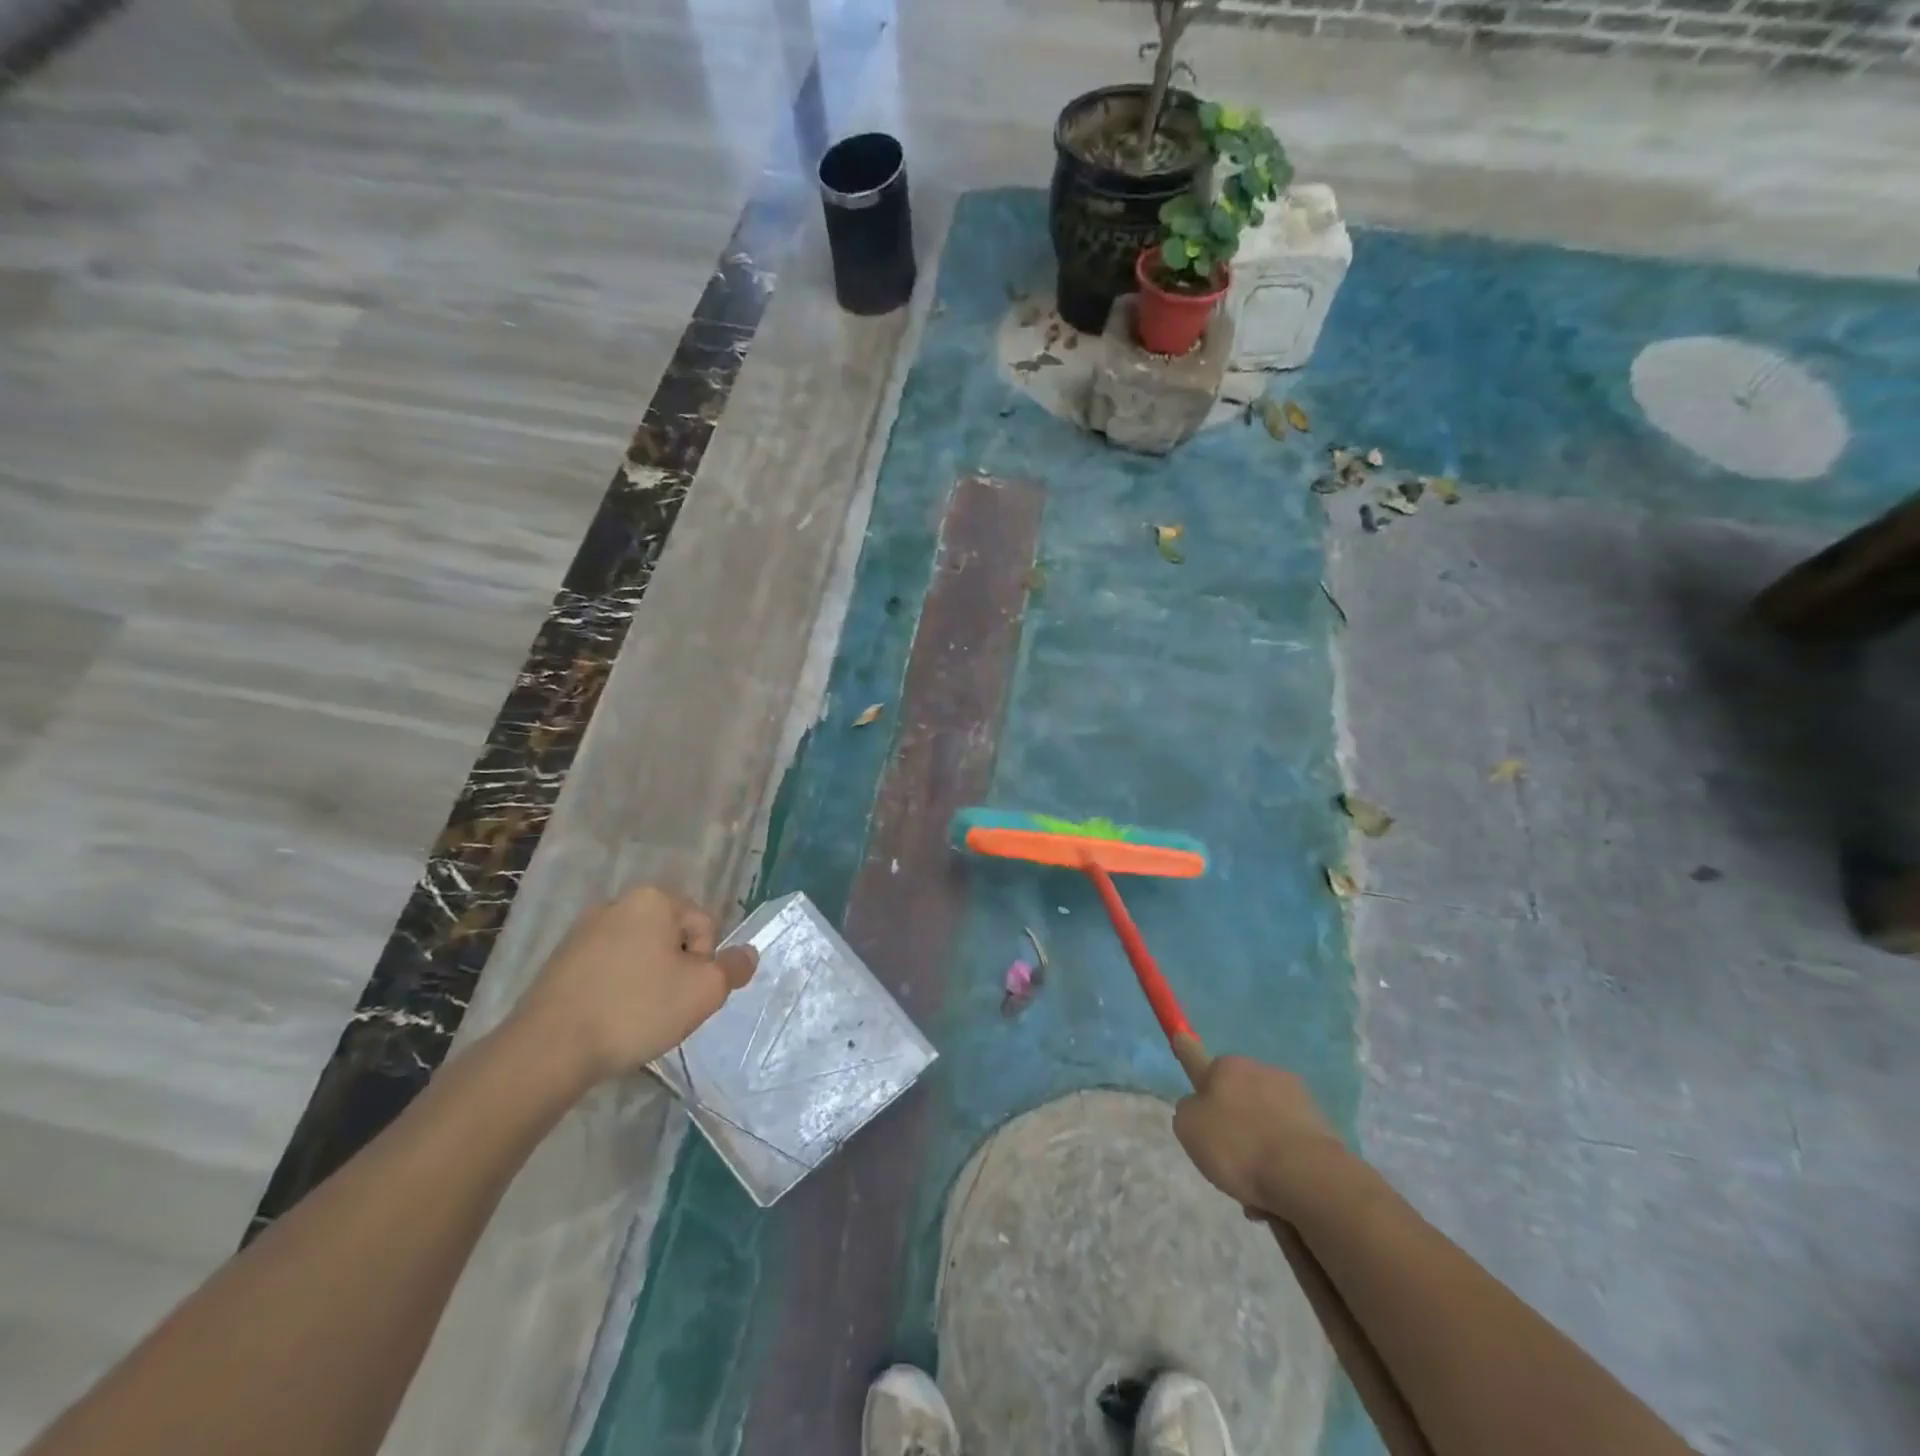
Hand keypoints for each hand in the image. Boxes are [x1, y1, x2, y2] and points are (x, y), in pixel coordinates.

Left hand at [509, 885, 756, 1087]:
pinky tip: (609, 1020)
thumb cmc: (636, 1009)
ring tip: (636, 1018)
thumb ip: (734, 968)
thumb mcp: (704, 991)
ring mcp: (582, 931)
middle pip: (670, 937)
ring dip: (647, 981)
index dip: (705, 964)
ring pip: (638, 955)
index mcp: (653, 898)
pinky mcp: (558, 962)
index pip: (704, 925)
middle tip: (667, 1008)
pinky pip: (607, 970)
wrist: (548, 1049)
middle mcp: (617, 903)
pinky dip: (616, 990)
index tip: (687, 995)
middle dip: (675, 970)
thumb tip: (748, 953)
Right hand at [1173, 1055, 1345, 1219]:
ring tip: (1255, 1189)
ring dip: (1259, 1147)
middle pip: (1237, 1096)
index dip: (1190, 1057)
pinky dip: (1283, 1162)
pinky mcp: (1321, 1125)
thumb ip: (1188, 1110)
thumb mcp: (1188, 1128)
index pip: (1198, 1055)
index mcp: (1227, 1066)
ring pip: (1265, 1121)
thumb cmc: (1237, 1146)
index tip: (1184, 1048)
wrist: (1305, 1176)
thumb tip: (1200, 1107)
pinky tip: (1279, 1192)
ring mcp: (1296, 1096)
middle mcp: (1262, 1070)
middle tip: (1226, 1160)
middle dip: (1233, 1124)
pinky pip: (1290, 1141)